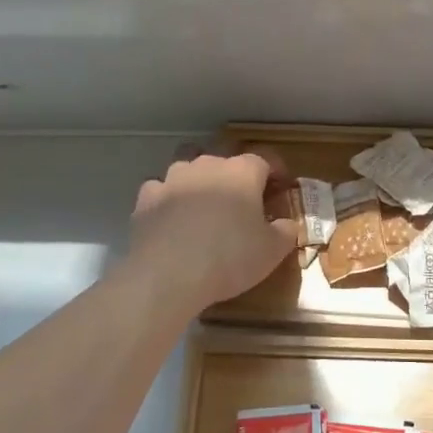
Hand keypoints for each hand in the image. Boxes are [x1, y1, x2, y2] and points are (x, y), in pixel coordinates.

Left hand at [122, 152, 299, 315]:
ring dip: (200, 181)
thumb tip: (287, 224)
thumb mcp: (272, 251)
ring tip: (205, 205)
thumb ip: (285, 231)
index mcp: (242, 172)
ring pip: (189, 168)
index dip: (276, 170)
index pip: (265, 159)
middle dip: (236, 173)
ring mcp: (173, 179)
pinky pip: (161, 190)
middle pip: (225, 158)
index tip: (282, 186)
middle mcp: (207, 165)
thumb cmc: (230, 257)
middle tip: (243, 198)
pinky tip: (173, 218)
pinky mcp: (146, 198)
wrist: (168, 274)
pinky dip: (170, 199)